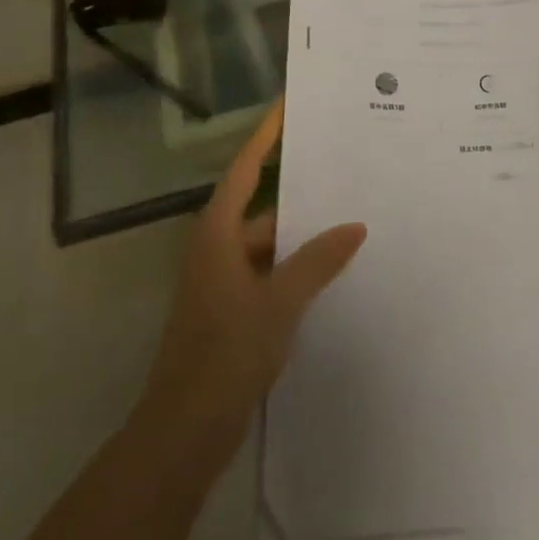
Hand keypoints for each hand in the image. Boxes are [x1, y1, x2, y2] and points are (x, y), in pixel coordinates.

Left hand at [136, 98, 366, 471]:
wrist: (183, 433)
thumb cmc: (225, 353)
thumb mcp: (279, 302)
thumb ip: (318, 261)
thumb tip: (355, 227)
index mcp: (218, 233)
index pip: (246, 169)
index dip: (265, 135)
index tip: (287, 106)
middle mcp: (216, 249)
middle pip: (262, 207)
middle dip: (300, 193)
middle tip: (342, 171)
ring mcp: (221, 282)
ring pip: (268, 245)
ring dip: (301, 237)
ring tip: (348, 222)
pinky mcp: (229, 312)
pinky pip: (268, 274)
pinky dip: (294, 269)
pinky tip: (329, 274)